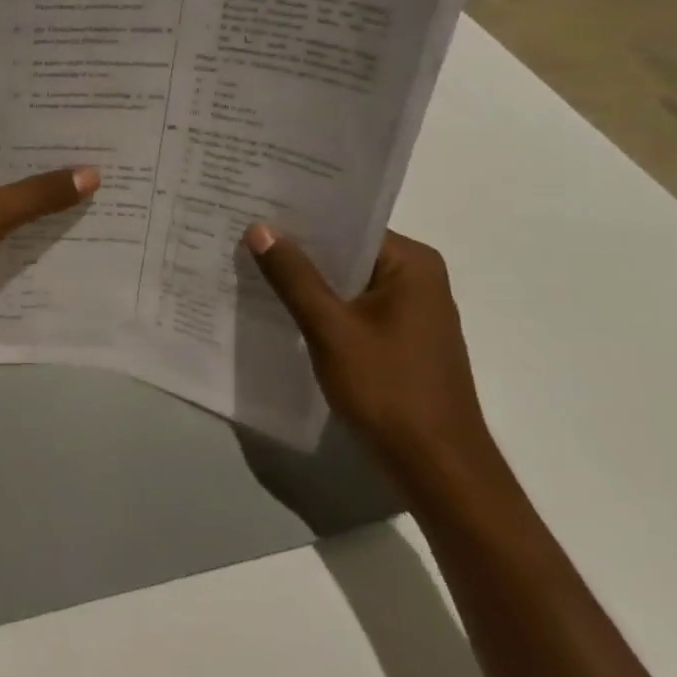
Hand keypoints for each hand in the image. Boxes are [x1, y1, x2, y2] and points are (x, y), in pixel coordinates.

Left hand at [0, 122, 97, 332]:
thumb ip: (40, 193)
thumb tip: (93, 173)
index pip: (2, 124)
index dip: (39, 128)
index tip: (82, 128)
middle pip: (5, 161)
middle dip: (45, 167)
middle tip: (99, 161)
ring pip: (3, 195)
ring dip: (36, 200)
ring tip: (92, 194)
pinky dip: (22, 227)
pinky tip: (62, 229)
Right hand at [244, 224, 495, 491]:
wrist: (436, 467)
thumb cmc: (388, 390)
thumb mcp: (331, 329)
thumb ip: (294, 278)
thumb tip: (259, 228)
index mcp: (412, 264)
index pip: (348, 223)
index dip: (300, 217)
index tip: (253, 208)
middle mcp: (416, 278)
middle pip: (346, 251)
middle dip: (296, 248)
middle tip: (240, 234)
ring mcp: (409, 310)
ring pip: (345, 281)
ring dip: (304, 279)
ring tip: (248, 265)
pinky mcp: (397, 338)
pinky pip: (350, 307)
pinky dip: (318, 306)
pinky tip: (277, 306)